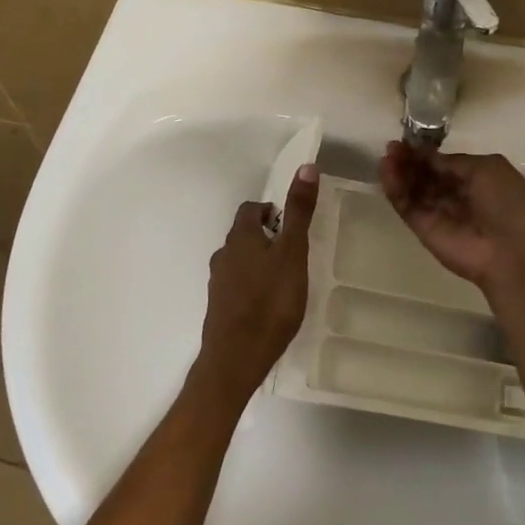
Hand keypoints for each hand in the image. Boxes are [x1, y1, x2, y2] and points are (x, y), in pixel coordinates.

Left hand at [194, 165, 319, 404]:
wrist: (236, 358)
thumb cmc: (270, 301)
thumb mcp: (293, 253)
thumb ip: (299, 212)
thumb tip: (306, 166)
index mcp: (240, 237)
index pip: (249, 209)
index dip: (268, 210)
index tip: (288, 221)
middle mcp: (223, 255)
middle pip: (242, 235)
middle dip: (264, 236)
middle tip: (291, 249)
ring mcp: (218, 284)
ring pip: (238, 261)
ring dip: (257, 261)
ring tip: (282, 277)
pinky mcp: (219, 309)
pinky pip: (235, 286)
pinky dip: (250, 285)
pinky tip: (267, 303)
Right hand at [380, 142, 524, 294]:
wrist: (512, 252)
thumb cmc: (507, 203)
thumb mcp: (486, 168)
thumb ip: (452, 161)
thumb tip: (427, 156)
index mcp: (476, 179)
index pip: (443, 163)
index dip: (425, 153)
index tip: (407, 141)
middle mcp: (456, 195)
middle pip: (425, 175)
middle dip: (409, 160)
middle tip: (392, 148)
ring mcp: (438, 213)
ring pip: (412, 189)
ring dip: (398, 172)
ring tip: (387, 159)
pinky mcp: (423, 229)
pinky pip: (406, 206)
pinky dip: (395, 189)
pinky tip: (387, 173)